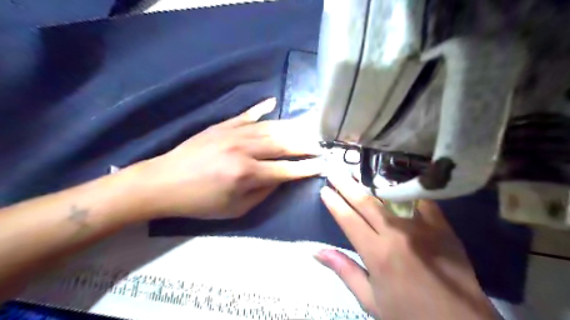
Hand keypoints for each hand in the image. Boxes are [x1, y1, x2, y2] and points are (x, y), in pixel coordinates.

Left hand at [133, 98, 319, 219]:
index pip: (287, 169)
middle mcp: (244, 149)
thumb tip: (282, 178)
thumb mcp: (236, 209)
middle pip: (284, 144)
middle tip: (320, 145)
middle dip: (305, 145)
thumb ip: (263, 193)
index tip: (322, 164)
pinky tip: (273, 102)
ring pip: (271, 127)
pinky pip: (248, 114)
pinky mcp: (223, 125)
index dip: (307, 168)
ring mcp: (233, 132)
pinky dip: (262, 108)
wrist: (164, 182)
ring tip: (307, 129)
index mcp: (247, 174)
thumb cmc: (200, 202)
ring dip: (291, 128)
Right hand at [317, 172, 499, 319]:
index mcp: (377, 254)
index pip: (349, 220)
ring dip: (370, 183)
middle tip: (334, 171)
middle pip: (366, 203)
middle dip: (346, 185)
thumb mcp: (371, 300)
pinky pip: (419, 200)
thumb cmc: (410, 314)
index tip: (324, 190)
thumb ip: (345, 271)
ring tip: (357, 172)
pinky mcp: (441, 226)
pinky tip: (393, 179)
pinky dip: (403, 189)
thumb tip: (317, 252)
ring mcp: (421, 227)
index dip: (334, 203)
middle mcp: (396, 235)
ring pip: (390, 197)